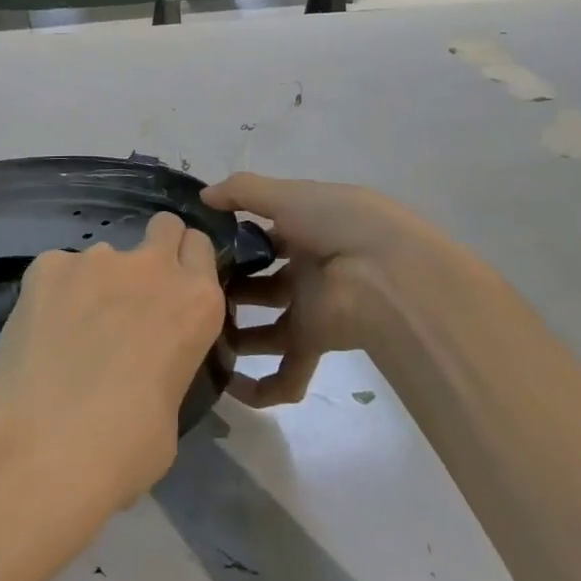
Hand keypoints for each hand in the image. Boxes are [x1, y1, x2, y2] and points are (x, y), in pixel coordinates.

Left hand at [0, 211, 225, 513]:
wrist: (45, 444)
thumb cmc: (126, 447)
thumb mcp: (172, 405)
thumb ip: (166, 360)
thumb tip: (143, 361)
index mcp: (196, 301)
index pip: (200, 247)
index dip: (187, 262)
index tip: (174, 286)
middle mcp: (151, 266)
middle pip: (164, 227)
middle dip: (153, 249)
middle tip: (131, 294)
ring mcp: (95, 259)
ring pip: (102, 256)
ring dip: (95, 282)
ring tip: (70, 331)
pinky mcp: (46, 265)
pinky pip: (58, 269)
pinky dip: (54, 292)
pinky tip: (41, 332)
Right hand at [201, 172, 486, 407]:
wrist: (387, 275)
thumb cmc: (337, 224)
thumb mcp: (286, 195)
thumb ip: (242, 192)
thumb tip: (203, 195)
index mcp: (308, 229)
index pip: (266, 236)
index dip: (236, 240)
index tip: (200, 248)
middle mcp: (309, 269)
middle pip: (263, 285)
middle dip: (230, 290)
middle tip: (193, 294)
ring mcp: (312, 309)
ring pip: (268, 330)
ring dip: (237, 337)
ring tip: (198, 333)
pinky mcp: (314, 343)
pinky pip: (286, 374)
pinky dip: (260, 388)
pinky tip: (227, 387)